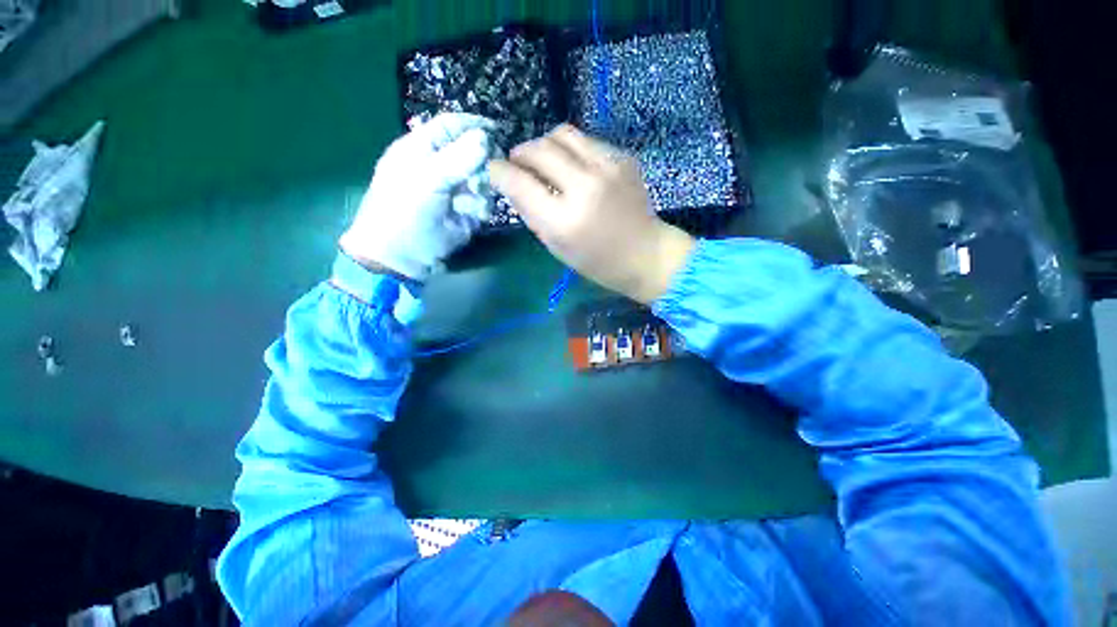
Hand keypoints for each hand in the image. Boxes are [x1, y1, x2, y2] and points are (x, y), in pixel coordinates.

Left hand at [340, 113, 496, 280]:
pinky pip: (485, 202)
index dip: (472, 125)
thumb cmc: (403, 212)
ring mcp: (455, 190)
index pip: (451, 125)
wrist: (402, 256)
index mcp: (422, 148)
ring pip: (483, 179)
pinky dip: (482, 208)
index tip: (497, 130)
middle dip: (482, 163)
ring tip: (471, 200)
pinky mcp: (467, 212)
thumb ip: (457, 158)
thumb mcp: (426, 180)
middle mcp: (441, 166)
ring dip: (482, 189)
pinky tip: (474, 216)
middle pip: (473, 152)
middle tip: (485, 174)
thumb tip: (485, 137)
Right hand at [489, 125, 694, 303]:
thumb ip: (531, 213)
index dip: (500, 172)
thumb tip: (511, 183)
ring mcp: (608, 167)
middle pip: (539, 149)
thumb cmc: (596, 261)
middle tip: (518, 164)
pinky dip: (571, 151)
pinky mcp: (623, 157)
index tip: (494, 169)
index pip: (519, 183)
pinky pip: (586, 140)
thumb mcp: (556, 246)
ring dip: (544, 144)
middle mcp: (585, 187)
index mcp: (564, 221)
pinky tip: (574, 167)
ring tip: (544, 161)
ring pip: (562, 133)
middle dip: (520, 153)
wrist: (645, 254)